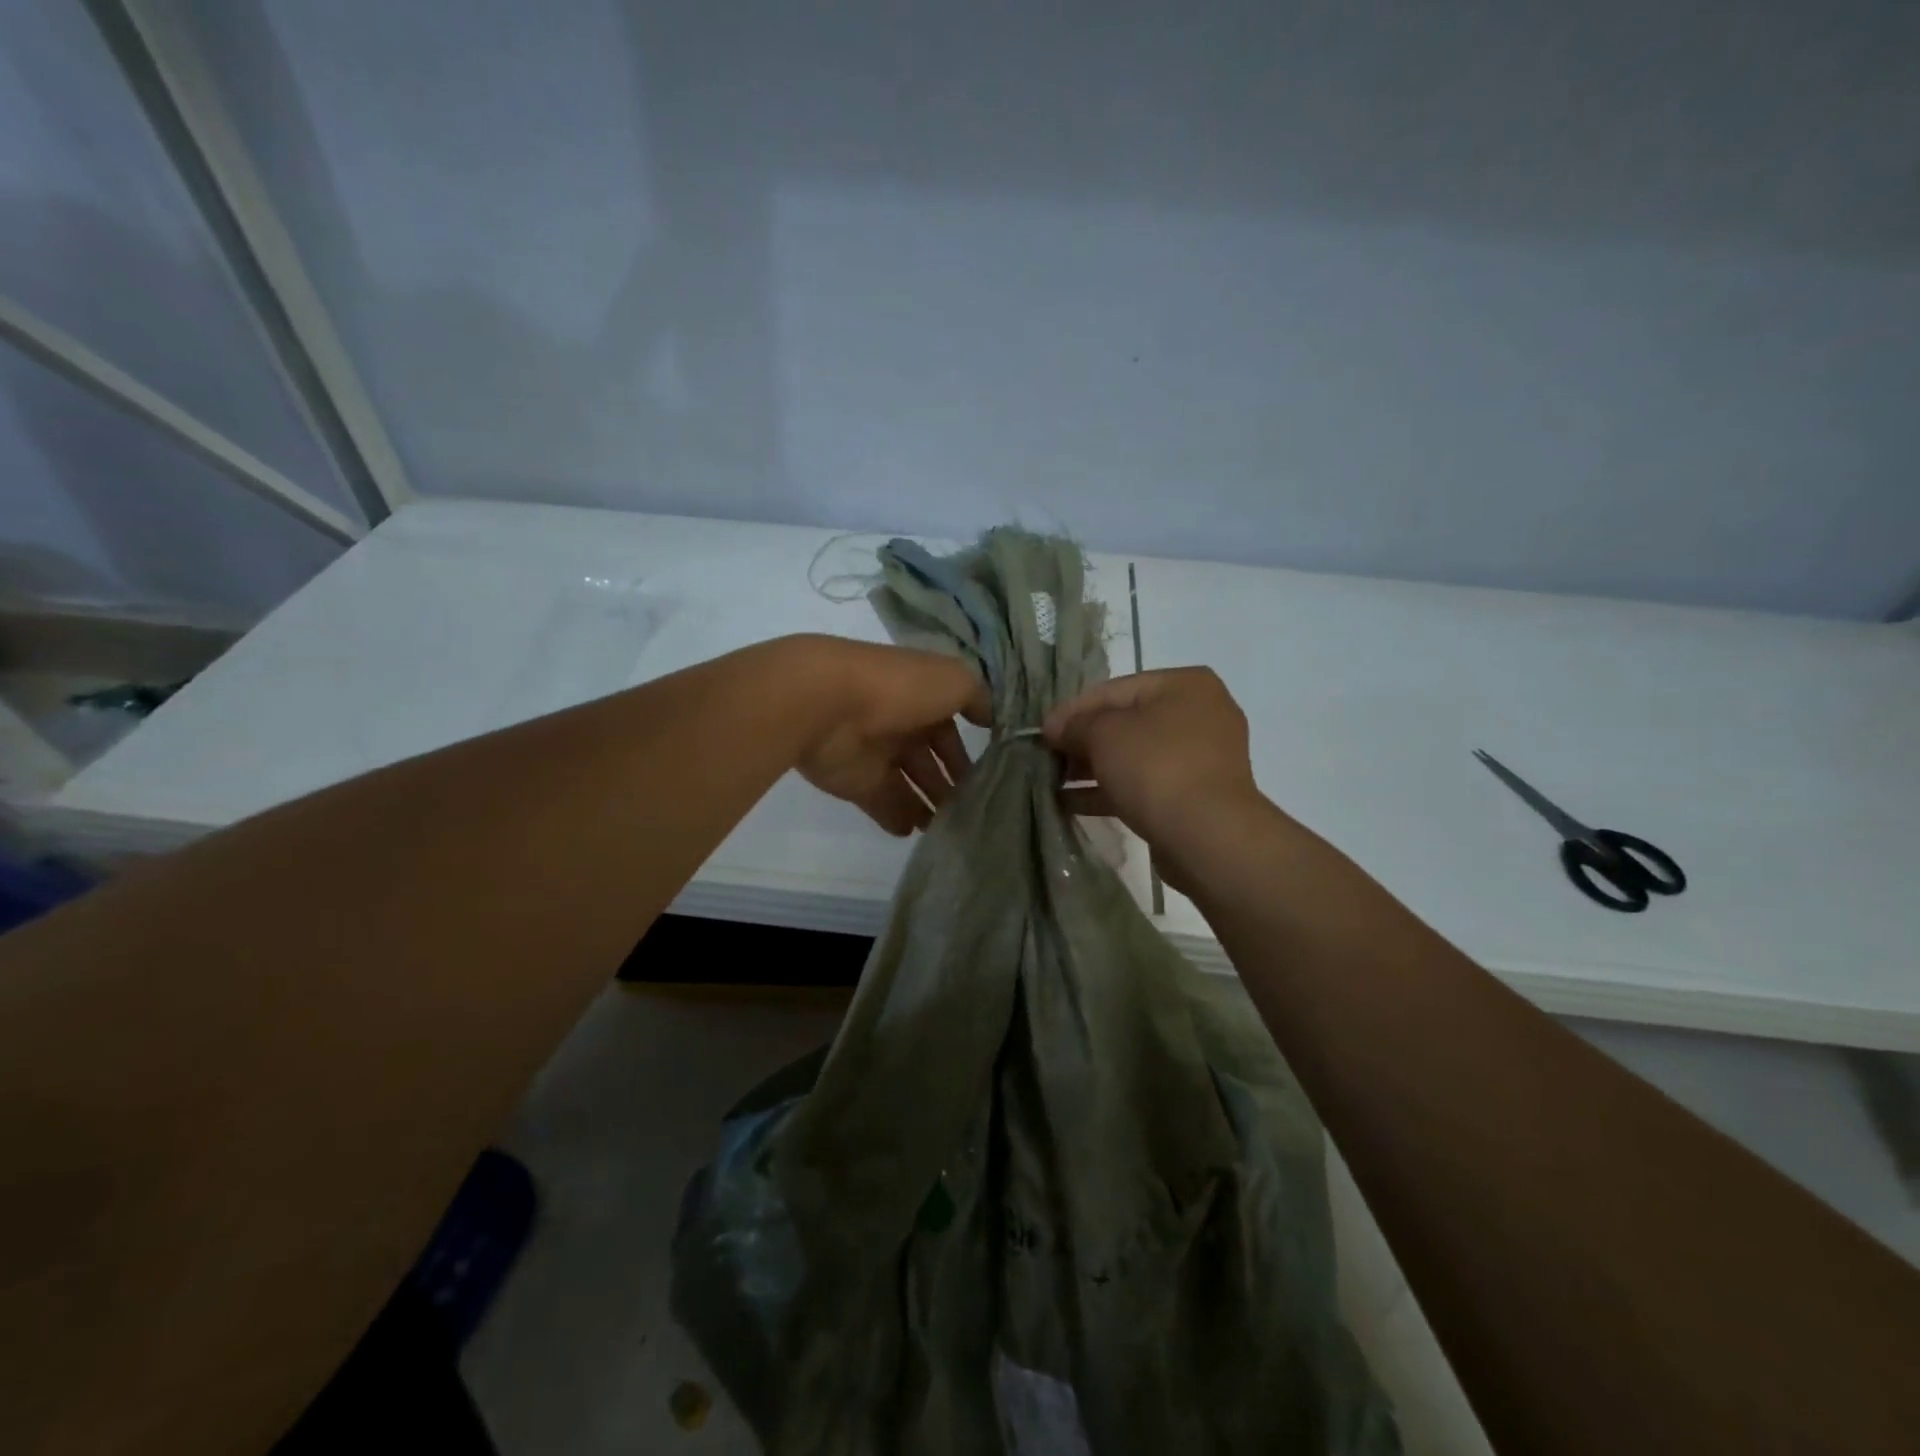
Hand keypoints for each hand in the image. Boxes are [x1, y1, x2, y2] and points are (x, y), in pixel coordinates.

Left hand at [790, 636, 990, 835]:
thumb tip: (992, 718)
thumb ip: (977, 698)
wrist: (827, 704)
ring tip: (951, 828)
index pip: (950, 725)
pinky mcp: (854, 781)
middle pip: (929, 758)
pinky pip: (882, 803)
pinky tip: (916, 833)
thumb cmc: (898, 687)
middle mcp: (899, 722)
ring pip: (909, 783)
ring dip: (929, 804)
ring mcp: (875, 753)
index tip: (991, 776)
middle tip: (974, 810)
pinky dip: (898, 817)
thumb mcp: (953, 680)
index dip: (968, 749)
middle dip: (951, 782)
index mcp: (920, 694)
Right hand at [1042, 668, 1263, 858]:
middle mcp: (1199, 714)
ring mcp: (1202, 758)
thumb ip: (1075, 725)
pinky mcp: (1196, 795)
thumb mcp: (1104, 734)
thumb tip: (1055, 727)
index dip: (1072, 710)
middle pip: (1126, 722)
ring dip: (1093, 768)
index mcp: (1184, 685)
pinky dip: (1111, 790)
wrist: (1207, 835)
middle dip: (1083, 741)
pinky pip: (1145, 784)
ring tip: (1054, 781)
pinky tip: (1073, 803)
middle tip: (1047, 758)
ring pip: (1134, 756)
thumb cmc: (1156, 767)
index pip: (1114, 689)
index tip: (1041, 733)